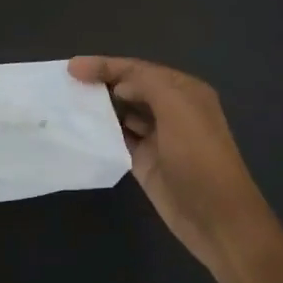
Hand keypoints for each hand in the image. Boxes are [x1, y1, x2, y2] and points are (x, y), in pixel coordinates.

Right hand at [69, 55, 274, 280]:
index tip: (72, 67)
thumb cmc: (198, 156)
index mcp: (183, 90)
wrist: (216, 217)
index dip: (106, 65)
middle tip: (66, 85)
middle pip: (129, 88)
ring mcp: (157, 137)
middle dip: (101, 83)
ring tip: (67, 104)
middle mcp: (171, 109)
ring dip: (99, 108)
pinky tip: (81, 131)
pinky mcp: (145, 162)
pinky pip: (119, 140)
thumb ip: (146, 84)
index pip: (138, 69)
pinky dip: (101, 134)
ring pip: (122, 113)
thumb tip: (118, 86)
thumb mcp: (176, 107)